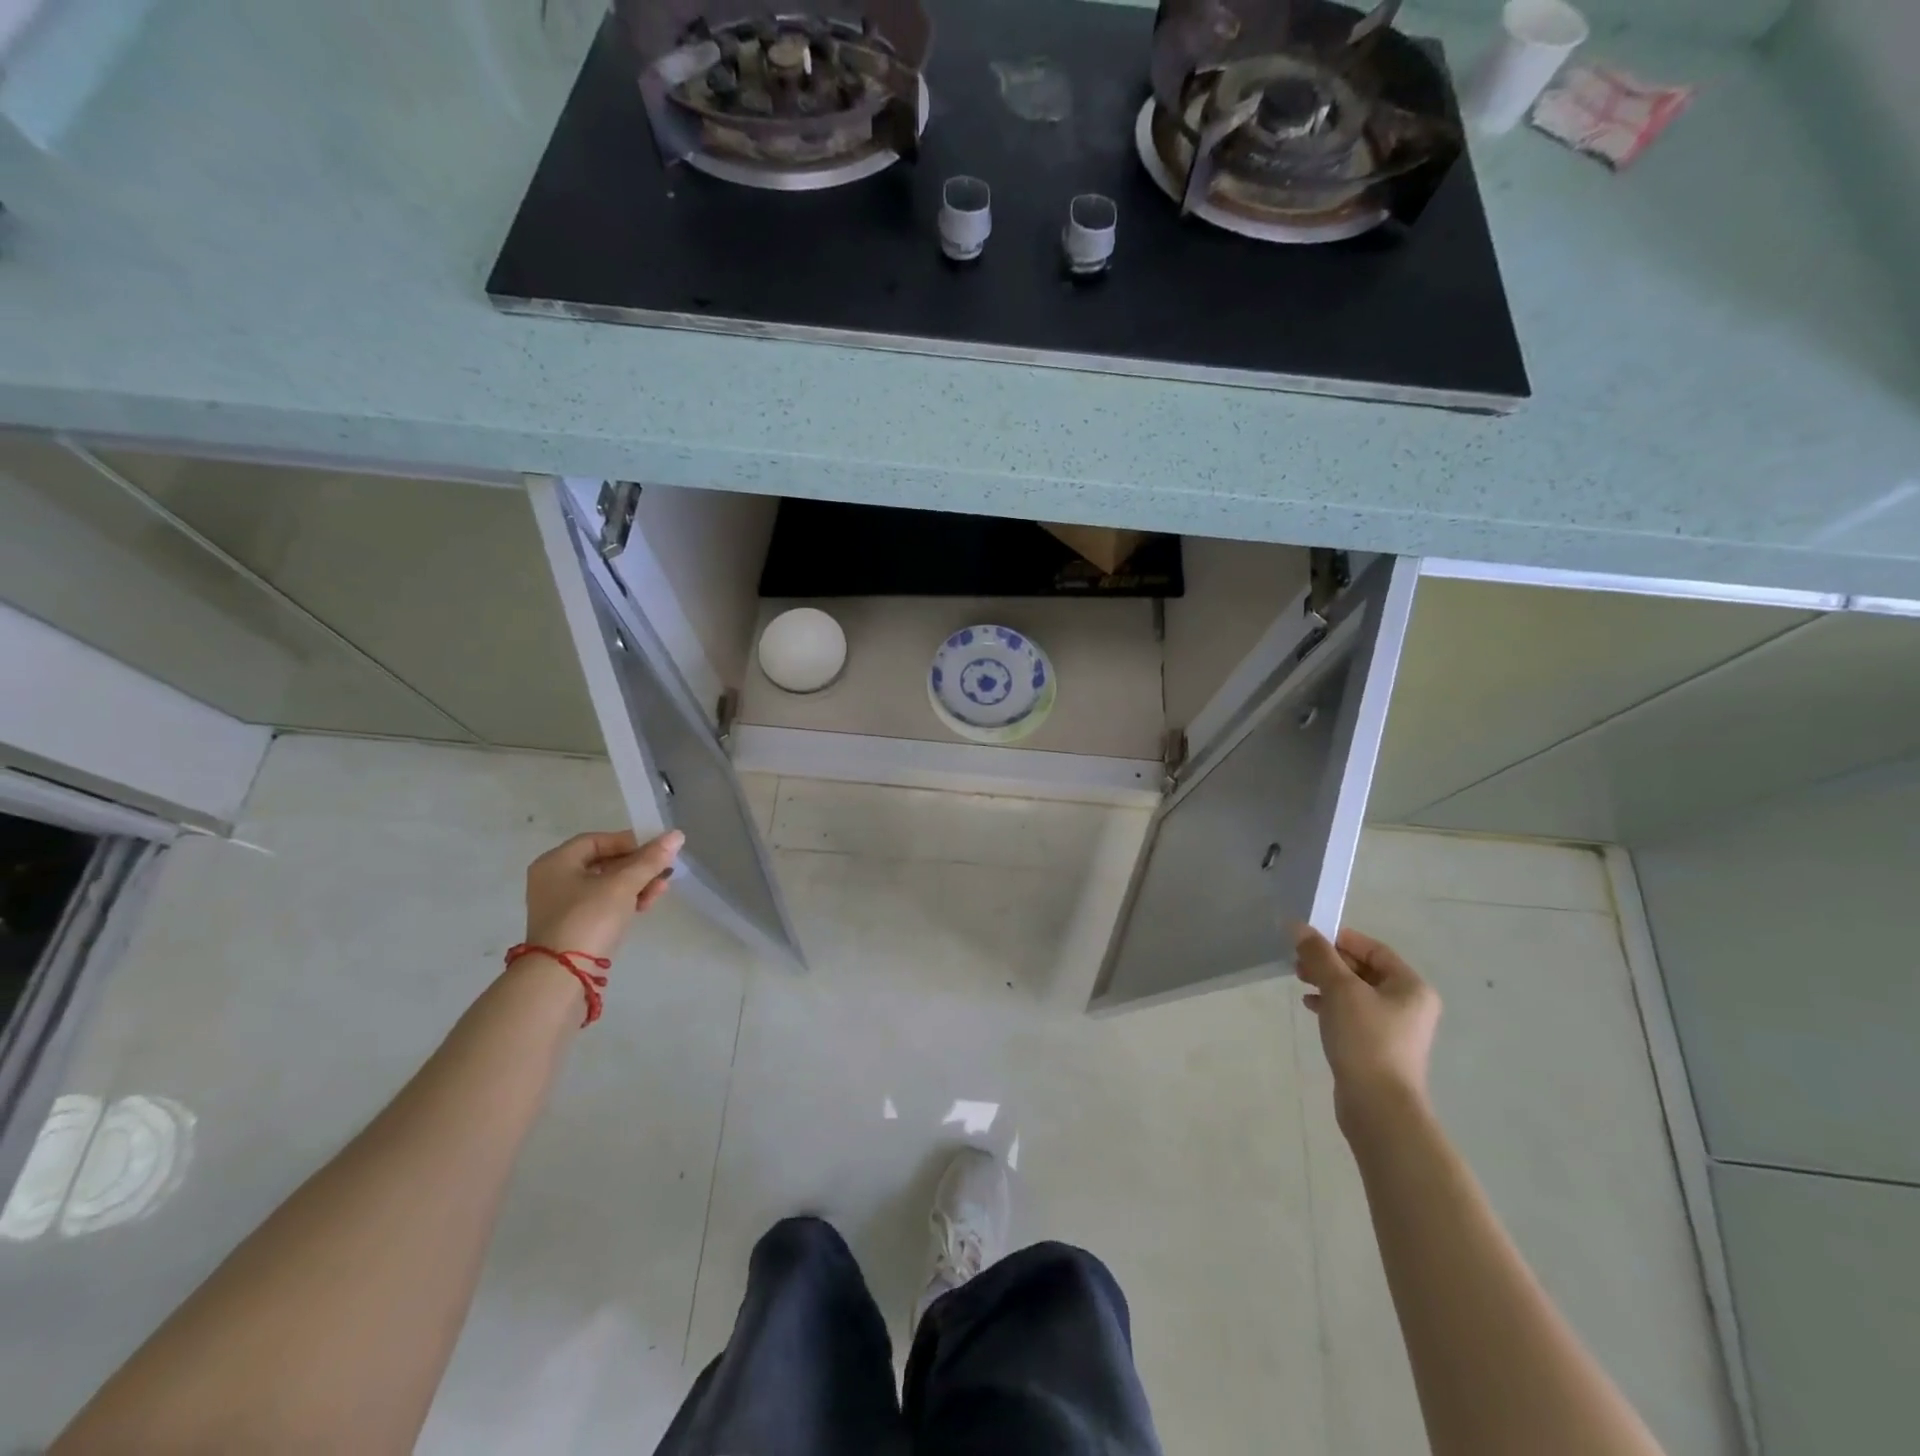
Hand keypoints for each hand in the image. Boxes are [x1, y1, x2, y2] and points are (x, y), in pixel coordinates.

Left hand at [524, 830, 683, 960]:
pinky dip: (625, 901)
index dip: (629, 841)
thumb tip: (677, 835)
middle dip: (637, 866)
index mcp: (556, 862)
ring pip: (606, 885)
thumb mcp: (624, 884)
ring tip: (662, 888)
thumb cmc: (589, 918)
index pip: (597, 840)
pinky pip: (603, 904)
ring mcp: (562, 906)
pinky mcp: (573, 927)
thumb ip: (650, 859)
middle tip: (664, 870)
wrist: (563, 975)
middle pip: (603, 863)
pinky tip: (647, 904)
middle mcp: (554, 880)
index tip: (656, 851)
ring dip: (636, 884)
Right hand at [1294, 924, 1440, 1135]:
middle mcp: (1408, 1004)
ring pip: (1355, 992)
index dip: (1340, 939)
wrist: (1378, 1106)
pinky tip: (1310, 1006)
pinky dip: (1331, 1004)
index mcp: (1410, 986)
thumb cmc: (1365, 1039)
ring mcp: (1394, 1028)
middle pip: (1364, 969)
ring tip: (1300, 980)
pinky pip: (1353, 1014)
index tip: (1307, 939)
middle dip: (1329, 961)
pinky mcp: (1377, 1047)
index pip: (1373, 949)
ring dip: (1327, 982)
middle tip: (1298, 961)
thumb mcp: (1340, 990)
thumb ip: (1319, 955)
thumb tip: (1298, 926)